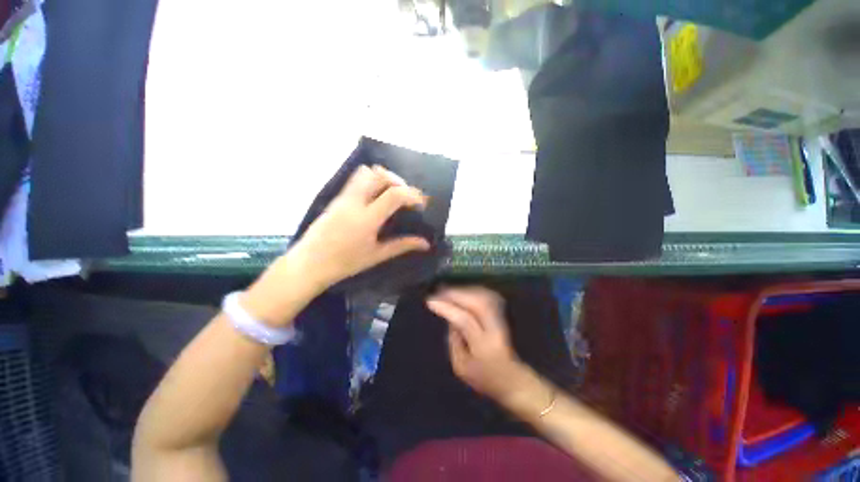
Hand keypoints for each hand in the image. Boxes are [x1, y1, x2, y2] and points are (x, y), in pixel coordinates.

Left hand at [291, 165, 430, 288]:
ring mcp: (343, 197)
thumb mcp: (377, 255)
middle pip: (379, 175)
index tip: (421, 204)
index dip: (412, 195)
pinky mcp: (336, 198)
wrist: (309, 264)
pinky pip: (356, 180)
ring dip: (383, 178)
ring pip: (365, 173)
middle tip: (406, 196)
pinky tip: (375, 198)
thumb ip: (402, 245)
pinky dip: (371, 182)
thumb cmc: (344, 263)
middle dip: (398, 181)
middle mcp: (354, 202)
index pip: (394, 194)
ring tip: (391, 194)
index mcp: (367, 218)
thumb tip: (425, 244)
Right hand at [427, 286, 533, 403]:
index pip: (465, 320)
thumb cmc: (484, 378)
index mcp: (483, 346)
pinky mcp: (502, 316)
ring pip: (483, 297)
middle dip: (455, 294)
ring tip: (447, 291)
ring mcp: (501, 321)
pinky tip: (462, 292)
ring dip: (463, 291)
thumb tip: (450, 319)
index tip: (431, 302)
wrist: (513, 381)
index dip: (447, 309)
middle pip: (477, 303)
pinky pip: (486, 297)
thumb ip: (453, 341)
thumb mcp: (461, 367)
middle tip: (438, 292)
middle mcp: (494, 329)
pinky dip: (472, 292)